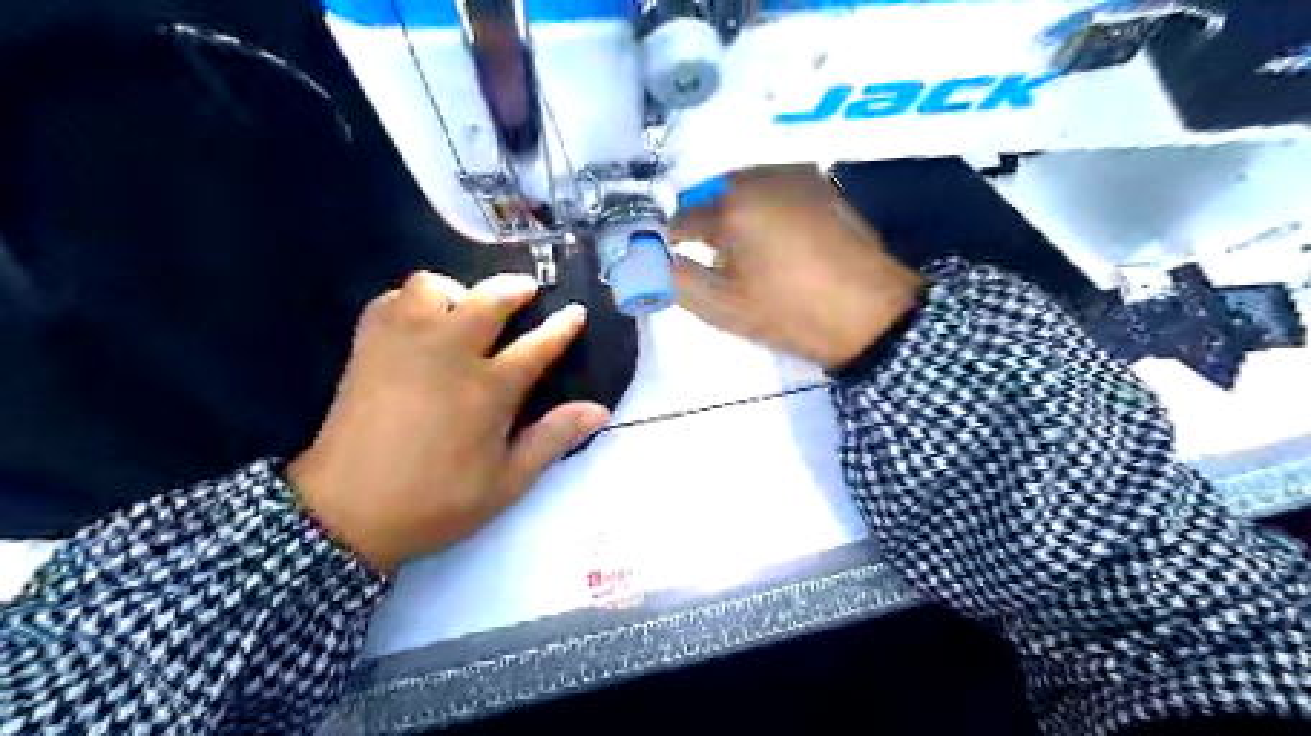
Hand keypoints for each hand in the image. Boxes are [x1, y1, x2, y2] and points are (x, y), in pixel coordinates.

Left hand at [289, 270, 608, 575]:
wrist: (344, 514)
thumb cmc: (435, 502)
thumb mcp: (507, 483)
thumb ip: (553, 439)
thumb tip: (599, 410)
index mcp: (488, 389)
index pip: (537, 346)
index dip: (562, 326)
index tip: (576, 311)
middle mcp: (448, 354)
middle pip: (487, 299)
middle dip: (514, 288)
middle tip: (526, 291)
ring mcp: (404, 345)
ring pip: (431, 287)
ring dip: (456, 291)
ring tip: (464, 309)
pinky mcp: (368, 348)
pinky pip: (391, 301)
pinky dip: (410, 301)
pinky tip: (420, 322)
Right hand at [675, 167, 918, 371]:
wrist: (872, 316)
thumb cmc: (791, 315)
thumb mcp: (722, 307)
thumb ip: (673, 279)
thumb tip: (641, 260)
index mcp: (733, 206)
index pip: (681, 218)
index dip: (671, 242)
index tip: (671, 262)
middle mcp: (761, 176)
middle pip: (711, 197)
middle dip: (704, 226)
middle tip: (711, 264)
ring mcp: (796, 175)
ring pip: (743, 190)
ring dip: (733, 216)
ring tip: (743, 256)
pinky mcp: (821, 184)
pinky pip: (773, 189)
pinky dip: (762, 209)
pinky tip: (773, 243)